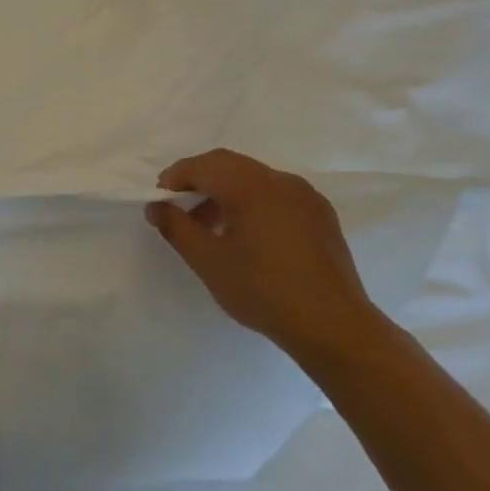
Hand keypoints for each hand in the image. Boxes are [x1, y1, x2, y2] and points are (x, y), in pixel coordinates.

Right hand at [145, 149, 386, 358]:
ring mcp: (306, 197)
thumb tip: (155, 206)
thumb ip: (176, 227)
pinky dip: (251, 201)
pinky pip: (276, 194)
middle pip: (228, 165)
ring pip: (253, 178)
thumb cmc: (263, 290)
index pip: (203, 166)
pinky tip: (246, 235)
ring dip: (224, 191)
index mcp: (252, 187)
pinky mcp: (320, 215)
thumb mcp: (208, 260)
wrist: (333, 326)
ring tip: (209, 226)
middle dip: (198, 180)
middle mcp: (281, 181)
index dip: (174, 178)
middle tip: (178, 208)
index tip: (159, 202)